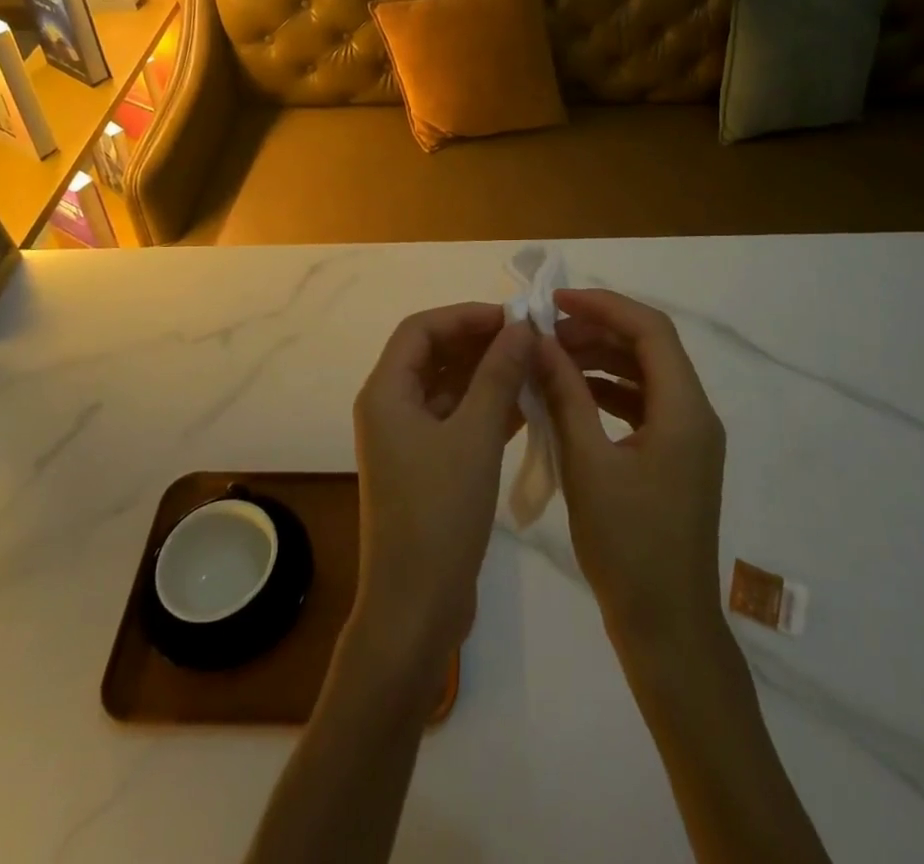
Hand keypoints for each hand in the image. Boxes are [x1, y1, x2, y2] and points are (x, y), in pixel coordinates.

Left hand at [351, 303, 534, 668]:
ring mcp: (409, 439)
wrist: (416, 607)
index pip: (421, 329)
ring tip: (536, 368)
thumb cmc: (439, 512)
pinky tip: (529, 407)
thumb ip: (499, 375)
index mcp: (386, 392)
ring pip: (450, 388)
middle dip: (481, 344)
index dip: (465, 315)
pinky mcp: (428, 466)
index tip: (511, 318)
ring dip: (489, 376)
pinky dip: (488, 409)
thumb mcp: (474, 436)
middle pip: (435, 355)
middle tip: (531, 341)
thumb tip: (522, 326)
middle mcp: (391, 408)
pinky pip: (458, 420)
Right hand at [538, 289, 727, 660]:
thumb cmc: (628, 546)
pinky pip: (642, 405)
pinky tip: (571, 396)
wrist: (667, 628)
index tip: (556, 302)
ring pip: (644, 375)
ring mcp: (688, 438)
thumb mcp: (587, 464)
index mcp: (685, 410)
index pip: (650, 330)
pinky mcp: (675, 458)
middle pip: (649, 348)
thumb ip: (565, 395)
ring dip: (600, 360)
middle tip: (546, 334)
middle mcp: (695, 414)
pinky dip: (607, 391)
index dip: (604, 306)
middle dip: (597, 332)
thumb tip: (540, 343)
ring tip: (552, 359)